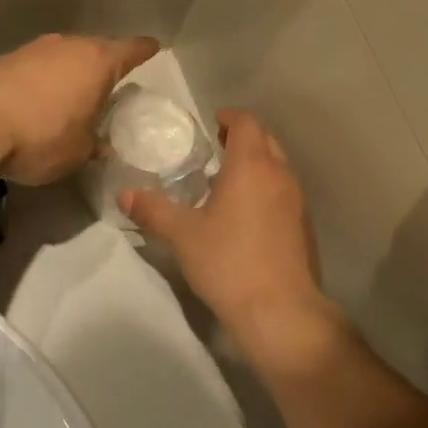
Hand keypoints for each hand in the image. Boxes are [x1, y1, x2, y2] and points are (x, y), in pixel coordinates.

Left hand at [0, 33, 159, 185]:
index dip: (144, 51)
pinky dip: (45, 79)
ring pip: (65, 55)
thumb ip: (96, 144)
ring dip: (71, 71)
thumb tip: (102, 145)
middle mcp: (69, 45)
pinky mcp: (6, 59)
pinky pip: (38, 66)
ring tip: (74, 94)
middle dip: (105, 64)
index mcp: (98, 62)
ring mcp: (35, 49)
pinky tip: (40, 100)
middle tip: (111, 85)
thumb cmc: (41, 136)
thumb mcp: (79, 152)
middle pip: (97, 48)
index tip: (153, 49)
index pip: (132, 50)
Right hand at [121, 110, 336, 356]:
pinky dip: (266, 189)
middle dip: (243, 138)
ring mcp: (296, 201)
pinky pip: (283, 192)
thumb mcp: (182, 235)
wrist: (279, 309)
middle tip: (216, 149)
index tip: (213, 124)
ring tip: (227, 181)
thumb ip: (153, 210)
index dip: (231, 117)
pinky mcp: (303, 226)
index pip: (248, 123)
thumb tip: (124, 194)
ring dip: (256, 165)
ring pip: (278, 167)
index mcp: (252, 166)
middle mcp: (280, 175)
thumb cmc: (228, 261)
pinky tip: (246, 214)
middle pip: (266, 141)